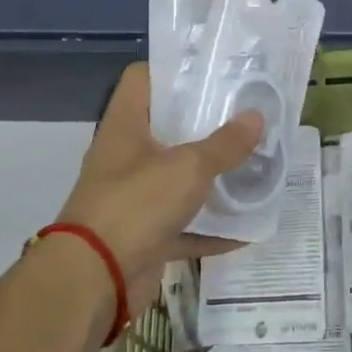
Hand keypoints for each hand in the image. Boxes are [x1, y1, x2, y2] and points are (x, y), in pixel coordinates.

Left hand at [47, 63, 263, 306]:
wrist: (94, 280)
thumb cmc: (136, 204)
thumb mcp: (189, 167)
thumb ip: (225, 144)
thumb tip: (257, 116)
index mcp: (126, 127)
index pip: (142, 80)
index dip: (173, 70)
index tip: (212, 73)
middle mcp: (126, 158)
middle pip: (166, 129)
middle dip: (205, 125)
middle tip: (246, 115)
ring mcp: (134, 199)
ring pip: (177, 179)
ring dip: (211, 178)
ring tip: (253, 164)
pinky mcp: (145, 236)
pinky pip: (184, 226)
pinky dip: (212, 229)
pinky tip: (248, 227)